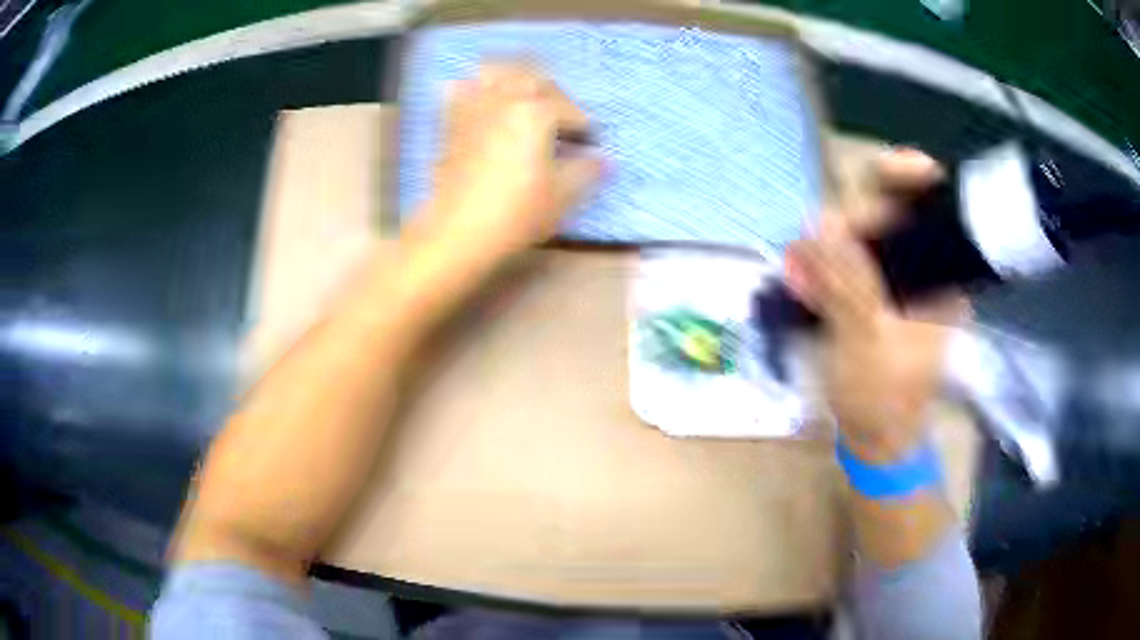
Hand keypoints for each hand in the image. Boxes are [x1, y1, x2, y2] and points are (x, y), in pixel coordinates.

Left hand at [409, 62, 605, 264]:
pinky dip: (475, 88)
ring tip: (523, 95)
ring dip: (514, 76)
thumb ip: (588, 171)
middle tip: (561, 117)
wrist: (458, 231)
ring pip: (495, 70)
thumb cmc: (517, 212)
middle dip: (554, 93)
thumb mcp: (563, 195)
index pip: (569, 109)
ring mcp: (473, 106)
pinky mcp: (449, 121)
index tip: (589, 142)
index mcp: (537, 111)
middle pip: (535, 78)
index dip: (584, 125)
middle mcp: (504, 98)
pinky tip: (482, 101)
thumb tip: (606, 160)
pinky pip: (462, 88)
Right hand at [785, 150, 967, 461]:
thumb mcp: (867, 340)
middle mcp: (924, 271)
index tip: (879, 171)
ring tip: (796, 269)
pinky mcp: (873, 295)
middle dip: (849, 222)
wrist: (875, 440)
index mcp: (941, 277)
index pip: (935, 205)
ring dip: (827, 246)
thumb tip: (823, 224)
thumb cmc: (883, 397)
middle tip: (814, 246)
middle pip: (891, 214)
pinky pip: (847, 263)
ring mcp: (896, 282)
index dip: (911, 177)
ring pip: (862, 239)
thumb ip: (849, 281)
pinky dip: (823, 266)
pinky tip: (799, 278)